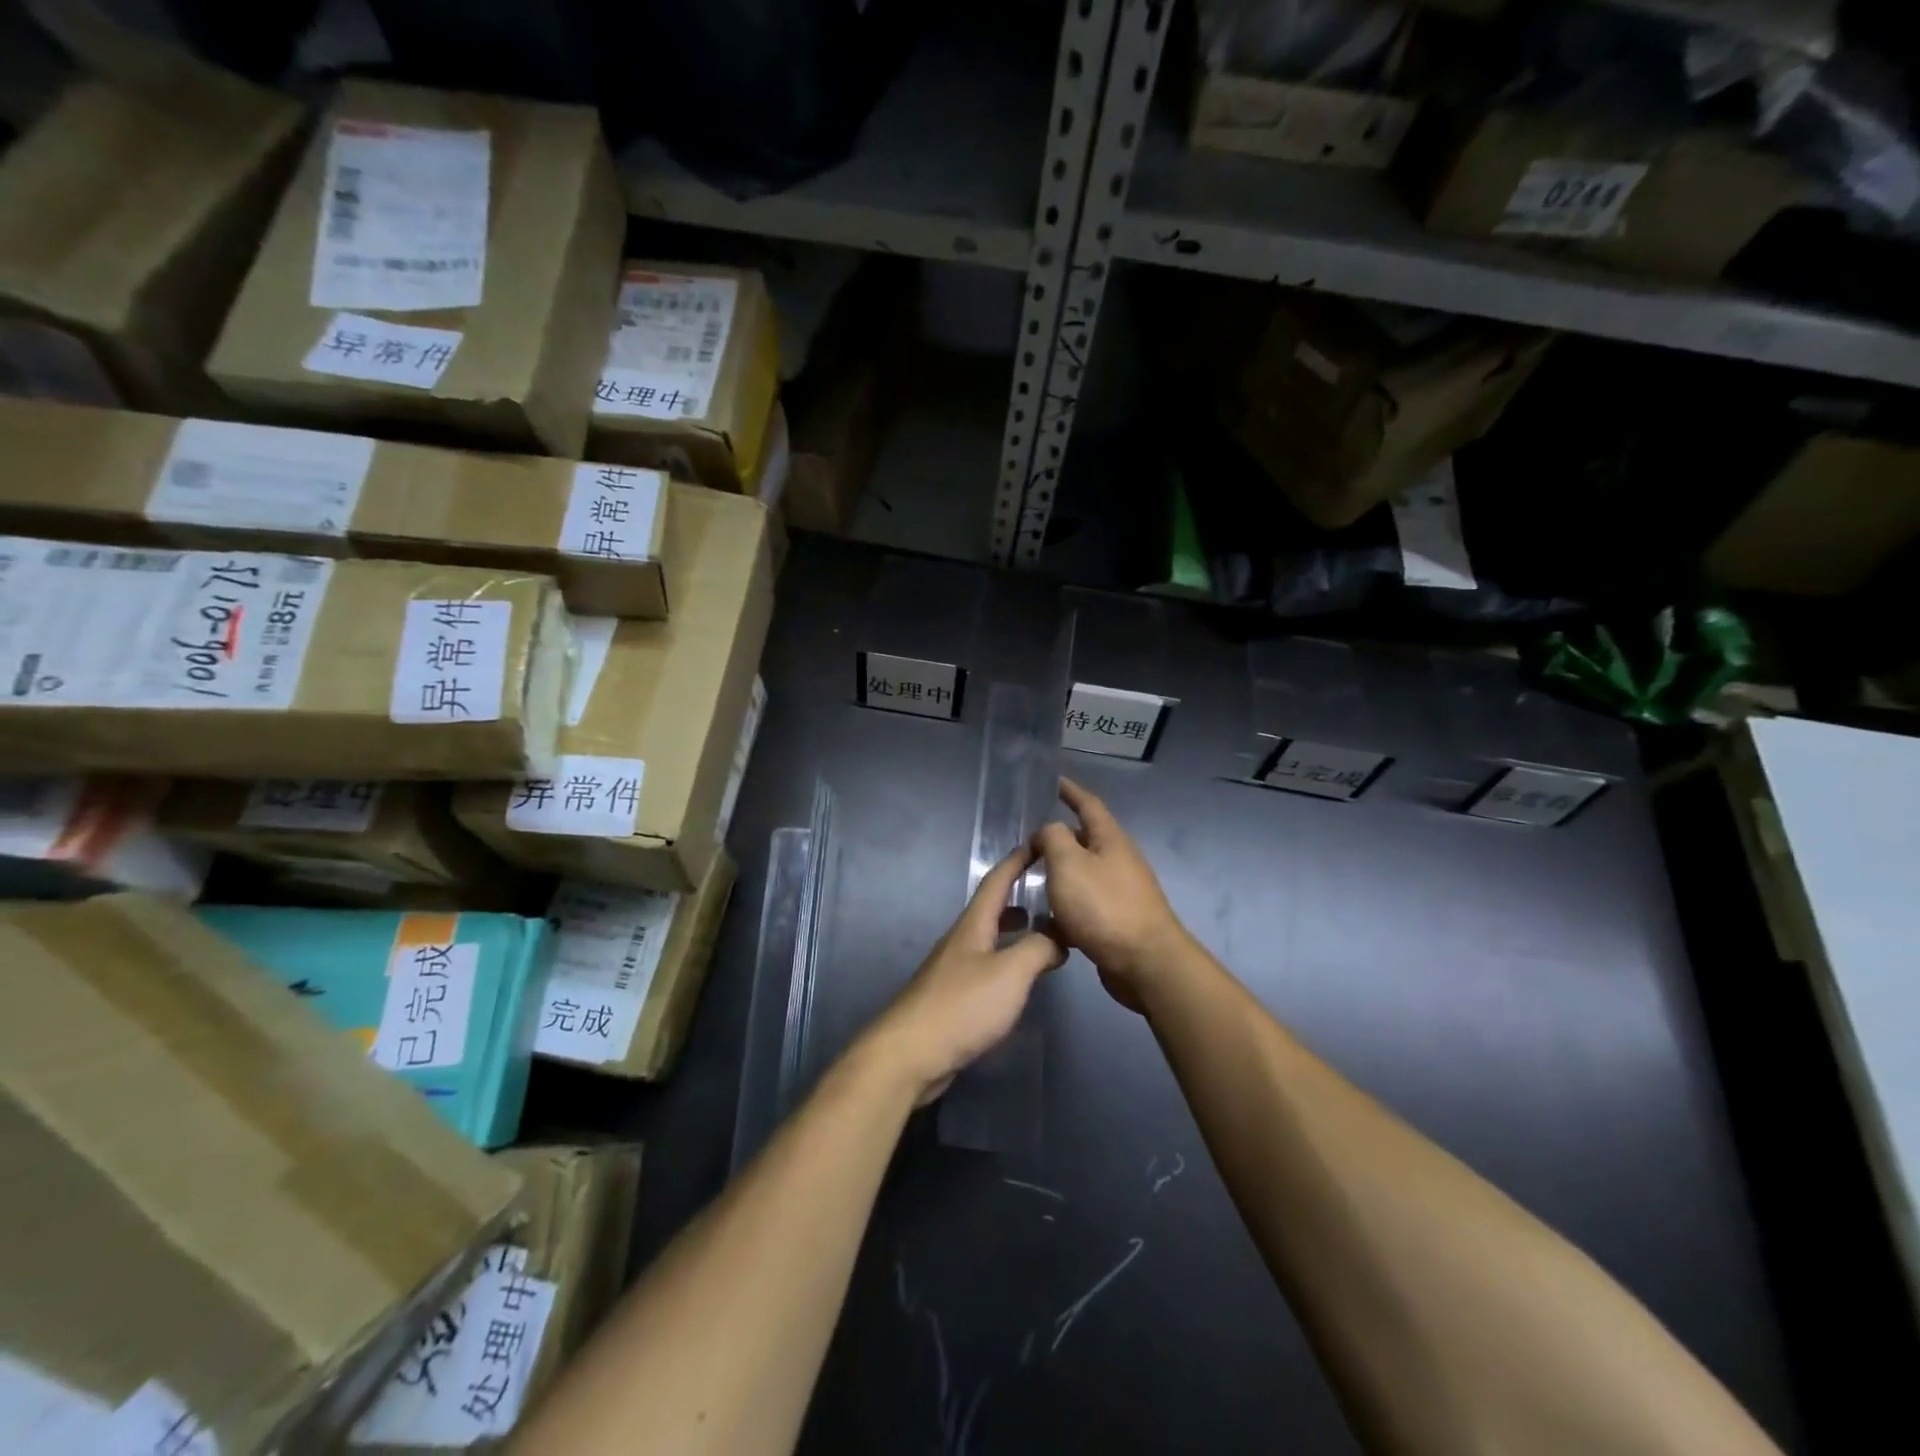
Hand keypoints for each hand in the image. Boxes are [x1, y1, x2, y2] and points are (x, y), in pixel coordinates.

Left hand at [866, 844, 1065, 1103]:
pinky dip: (1006, 960)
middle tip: (1047, 894)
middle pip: (990, 909)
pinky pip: (985, 966)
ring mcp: (953, 969)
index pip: (996, 881)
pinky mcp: (951, 998)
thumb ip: (1039, 949)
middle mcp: (960, 941)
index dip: (1017, 861)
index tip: (1039, 844)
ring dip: (1012, 930)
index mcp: (973, 926)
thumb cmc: (963, 1006)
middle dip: (1017, 896)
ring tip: (1039, 933)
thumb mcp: (1011, 973)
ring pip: (988, 938)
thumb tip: (1058, 937)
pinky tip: (1017, 980)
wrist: (911, 1053)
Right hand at [1034, 779, 1189, 1011]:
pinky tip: (1048, 918)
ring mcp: (1122, 891)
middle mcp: (1120, 860)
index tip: (1054, 780)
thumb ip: (1052, 838)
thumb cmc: (1104, 906)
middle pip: (1086, 840)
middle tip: (1029, 843)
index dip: (1070, 791)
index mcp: (1110, 839)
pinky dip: (1066, 904)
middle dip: (1059, 837)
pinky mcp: (1119, 920)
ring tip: (1032, 879)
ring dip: (1061, 873)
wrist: (1145, 963)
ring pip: (1084, 873)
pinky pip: (1087, 903)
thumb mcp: (1068, 863)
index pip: (1088, 805)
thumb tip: (1047, 832)